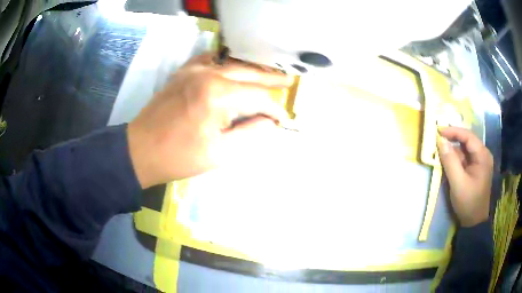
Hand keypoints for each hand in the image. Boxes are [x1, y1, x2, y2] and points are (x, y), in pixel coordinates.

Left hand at [127, 54, 292, 187]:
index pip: (257, 96)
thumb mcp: (220, 153)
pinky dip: (228, 63)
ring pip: (232, 63)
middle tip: (289, 80)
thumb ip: (250, 133)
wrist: (141, 149)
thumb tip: (270, 121)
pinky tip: (236, 67)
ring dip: (252, 69)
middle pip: (248, 72)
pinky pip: (212, 60)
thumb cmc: (180, 156)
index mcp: (218, 95)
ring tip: (270, 73)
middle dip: (271, 79)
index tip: (283, 118)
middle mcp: (208, 73)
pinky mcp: (183, 71)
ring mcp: (193, 69)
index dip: (274, 107)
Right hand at [437, 127, 492, 226]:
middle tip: (438, 138)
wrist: (473, 222)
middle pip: (467, 141)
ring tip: (440, 150)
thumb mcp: (458, 183)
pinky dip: (455, 158)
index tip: (439, 130)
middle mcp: (483, 155)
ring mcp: (480, 162)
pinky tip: (448, 161)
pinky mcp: (476, 169)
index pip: (468, 136)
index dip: (453, 131)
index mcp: (483, 156)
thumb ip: (450, 161)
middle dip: (453, 139)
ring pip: (465, 150)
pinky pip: (464, 158)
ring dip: (453, 150)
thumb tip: (440, 141)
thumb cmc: (468, 203)